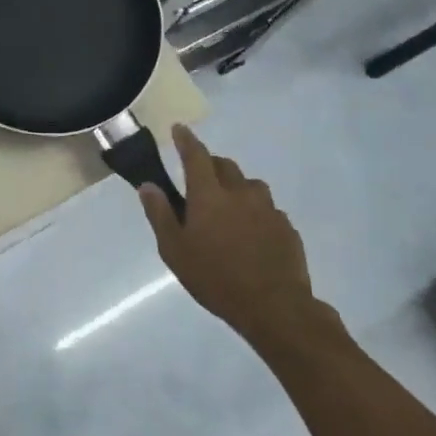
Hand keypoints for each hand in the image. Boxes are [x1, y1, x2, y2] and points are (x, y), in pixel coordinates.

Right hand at [139, 124, 333, 356]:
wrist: (274, 307)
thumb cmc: (215, 278)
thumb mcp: (174, 250)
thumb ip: (160, 214)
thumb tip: (148, 186)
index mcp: (209, 195)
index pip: (196, 156)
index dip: (186, 140)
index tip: (179, 129)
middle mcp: (241, 193)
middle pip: (225, 166)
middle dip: (210, 164)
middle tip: (199, 178)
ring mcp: (268, 209)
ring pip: (250, 185)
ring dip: (236, 187)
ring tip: (227, 208)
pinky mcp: (287, 228)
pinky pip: (267, 209)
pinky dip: (254, 211)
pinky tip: (250, 234)